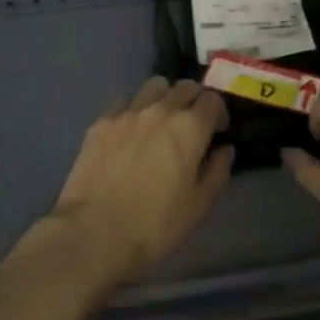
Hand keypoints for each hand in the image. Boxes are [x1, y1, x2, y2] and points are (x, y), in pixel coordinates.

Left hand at [49, 77, 232, 287]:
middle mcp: (161, 110)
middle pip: (185, 87)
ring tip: (160, 121)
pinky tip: (129, 133)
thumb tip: (224, 149)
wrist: (94, 233)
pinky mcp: (101, 122)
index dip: (218, 114)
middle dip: (194, 101)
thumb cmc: (155, 224)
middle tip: (191, 125)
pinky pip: (124, 103)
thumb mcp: (198, 205)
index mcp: (189, 127)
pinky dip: (134, 111)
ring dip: (164, 98)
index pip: (213, 100)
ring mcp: (128, 112)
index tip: (216, 132)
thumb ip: (217, 171)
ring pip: (154, 86)